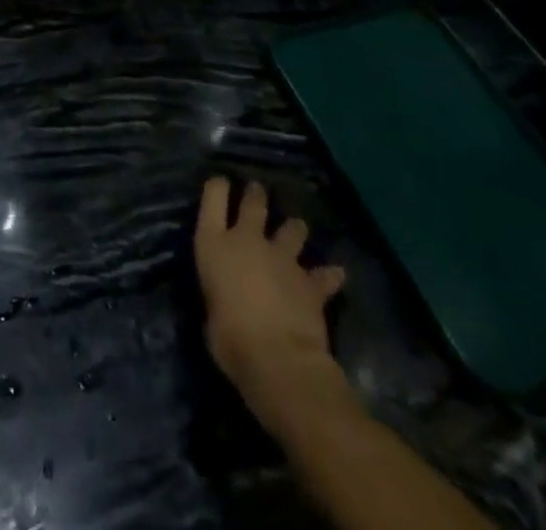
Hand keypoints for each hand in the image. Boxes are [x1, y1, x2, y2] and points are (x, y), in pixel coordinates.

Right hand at [195, 178, 347, 414]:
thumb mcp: (210, 310)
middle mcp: (248, 241)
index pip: (213, 197)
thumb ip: (220, 291)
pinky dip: (328, 275)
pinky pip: (324, 274)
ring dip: (294, 230)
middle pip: (253, 203)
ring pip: (292, 229)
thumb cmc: (229, 339)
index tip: (221, 184)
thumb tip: (229, 296)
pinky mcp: (310, 282)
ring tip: (296, 230)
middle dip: (256, 195)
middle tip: (257, 190)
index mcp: (214, 245)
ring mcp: (282, 258)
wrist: (278, 361)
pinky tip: (334, 275)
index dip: (218, 187)